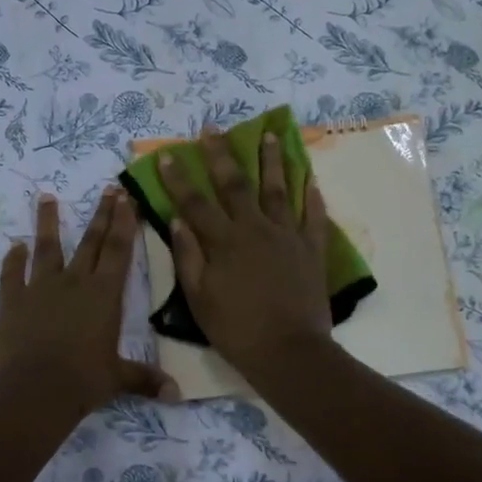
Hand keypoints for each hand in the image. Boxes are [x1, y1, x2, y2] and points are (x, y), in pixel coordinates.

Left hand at [0, 187, 177, 415]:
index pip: (119, 251)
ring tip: (46, 197)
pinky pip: (12, 274)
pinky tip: (13, 247)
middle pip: (90, 242)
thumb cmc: (84, 380)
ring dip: (47, 222)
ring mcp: (40, 288)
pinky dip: (12, 260)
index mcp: (104, 295)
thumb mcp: (118, 379)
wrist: (35, 389)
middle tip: (107, 189)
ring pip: (46, 248)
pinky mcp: (13, 301)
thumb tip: (176, 394)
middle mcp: (75, 282)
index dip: (124, 223)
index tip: (126, 197)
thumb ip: (145, 379)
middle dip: (101, 214)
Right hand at [159, 126, 333, 377]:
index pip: (195, 203)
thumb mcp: (199, 299)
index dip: (179, 179)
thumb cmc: (236, 329)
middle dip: (221, 155)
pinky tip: (310, 178)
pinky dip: (311, 196)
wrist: (288, 351)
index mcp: (224, 242)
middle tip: (214, 129)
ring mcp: (287, 236)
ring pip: (278, 190)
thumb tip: (178, 221)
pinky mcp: (312, 250)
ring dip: (271, 161)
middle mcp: (255, 229)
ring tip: (269, 135)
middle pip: (236, 185)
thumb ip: (189, 257)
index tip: (168, 155)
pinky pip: (313, 216)